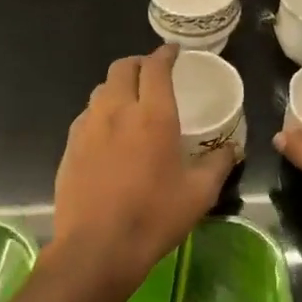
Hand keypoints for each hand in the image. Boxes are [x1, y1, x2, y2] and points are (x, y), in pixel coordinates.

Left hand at [51, 44, 235, 296]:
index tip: (174, 51)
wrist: (97, 249)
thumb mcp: (200, 193)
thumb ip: (218, 164)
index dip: (166, 54)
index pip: (157, 67)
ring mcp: (88, 128)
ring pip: (101, 89)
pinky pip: (86, 116)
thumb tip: (231, 149)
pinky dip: (101, 112)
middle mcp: (118, 111)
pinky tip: (110, 133)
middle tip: (153, 73)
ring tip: (132, 101)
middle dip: (139, 63)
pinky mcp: (70, 147)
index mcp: (153, 116)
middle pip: (122, 68)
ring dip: (118, 86)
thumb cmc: (154, 217)